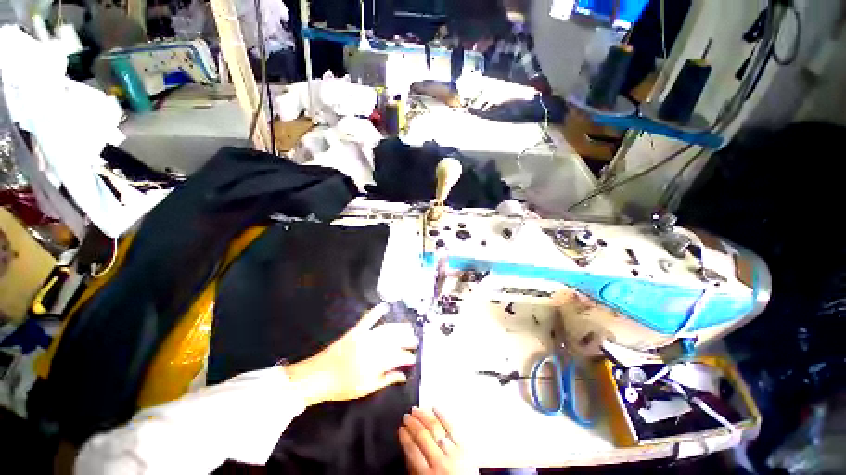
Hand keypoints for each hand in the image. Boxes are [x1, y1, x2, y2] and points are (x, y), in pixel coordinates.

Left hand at [285, 303, 418, 406]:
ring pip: (386, 329)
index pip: (397, 357)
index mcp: (375, 364)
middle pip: (395, 341)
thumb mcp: (366, 388)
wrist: (318, 376)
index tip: (413, 358)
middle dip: (407, 340)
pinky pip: (368, 319)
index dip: (407, 357)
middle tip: (415, 340)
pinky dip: (377, 311)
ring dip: (399, 327)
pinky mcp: (356, 330)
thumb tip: (403, 376)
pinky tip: (385, 306)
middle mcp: (373, 348)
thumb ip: (386, 380)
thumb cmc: (342, 386)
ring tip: (408, 327)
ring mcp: (364, 337)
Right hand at [399, 408, 476, 474]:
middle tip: (407, 416)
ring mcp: (453, 453)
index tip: (401, 428)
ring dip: (424, 416)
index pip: (412, 450)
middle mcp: (439, 462)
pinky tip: (434, 408)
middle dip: (412, 423)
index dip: (405, 437)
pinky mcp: (464, 447)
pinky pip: (451, 427)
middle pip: (422, 436)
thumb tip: (407, 450)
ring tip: (416, 410)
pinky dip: (442, 415)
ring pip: (435, 428)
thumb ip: (415, 469)